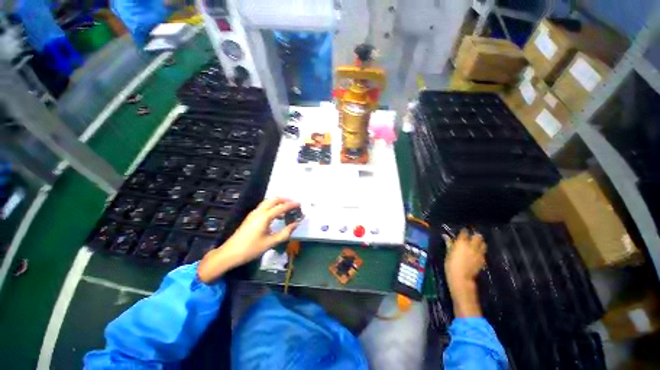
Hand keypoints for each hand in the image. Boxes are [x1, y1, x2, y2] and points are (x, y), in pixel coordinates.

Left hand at [197, 198, 299, 282]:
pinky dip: (273, 207)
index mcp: (264, 217)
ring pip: (268, 202)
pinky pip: (264, 207)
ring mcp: (254, 213)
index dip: (292, 205)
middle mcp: (259, 211)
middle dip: (285, 199)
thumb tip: (296, 224)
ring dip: (278, 202)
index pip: (281, 207)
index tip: (300, 204)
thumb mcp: (270, 243)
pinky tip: (277, 216)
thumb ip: (285, 233)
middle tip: (294, 204)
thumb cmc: (251, 249)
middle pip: (273, 199)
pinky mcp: (251, 217)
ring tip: (287, 209)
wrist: (230, 254)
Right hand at [444, 229, 485, 316]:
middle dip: (475, 235)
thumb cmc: (451, 264)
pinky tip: (477, 253)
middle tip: (471, 236)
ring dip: (480, 242)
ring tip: (476, 243)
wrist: (461, 278)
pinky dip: (481, 250)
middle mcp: (472, 246)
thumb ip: (449, 243)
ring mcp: (479, 253)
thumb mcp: (448, 253)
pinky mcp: (482, 260)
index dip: (464, 231)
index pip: (465, 232)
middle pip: (477, 236)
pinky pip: (483, 252)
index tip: (462, 231)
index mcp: (462, 242)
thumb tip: (445, 235)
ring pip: (483, 244)